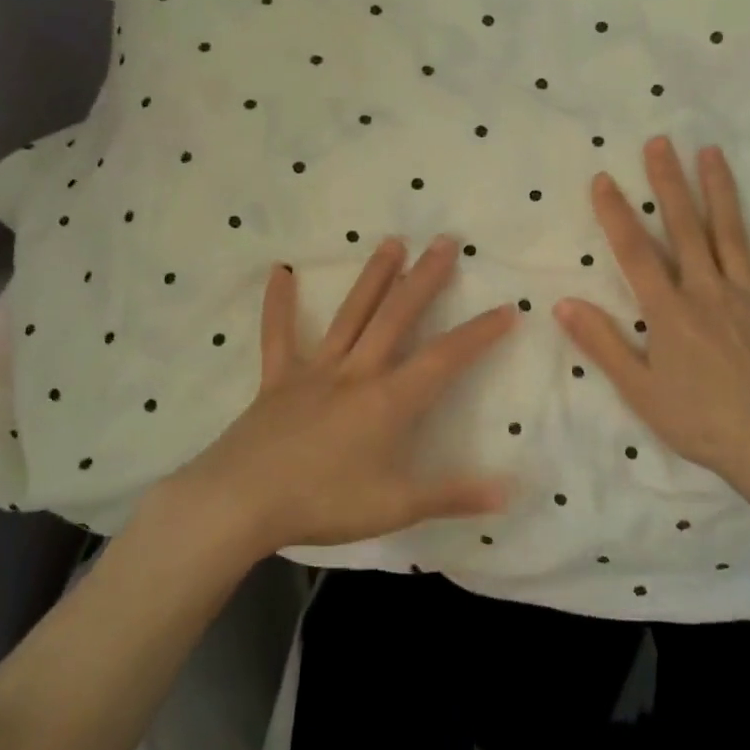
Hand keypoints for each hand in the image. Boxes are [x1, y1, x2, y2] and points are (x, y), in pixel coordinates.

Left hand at [174, 235, 515, 554]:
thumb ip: (454, 496)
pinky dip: (278, 305)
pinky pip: (278, 336)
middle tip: (445, 241)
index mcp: (388, 401)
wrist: (239, 503)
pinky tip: (279, 272)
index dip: (479, 333)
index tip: (508, 308)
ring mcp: (314, 371)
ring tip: (392, 242)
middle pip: (396, 317)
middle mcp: (356, 372)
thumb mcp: (395, 508)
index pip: (445, 358)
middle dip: (425, 279)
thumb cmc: (322, 504)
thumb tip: (511, 491)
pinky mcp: (278, 379)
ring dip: (373, 277)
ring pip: (350, 315)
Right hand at [553, 138, 749, 597]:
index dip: (616, 214)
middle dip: (669, 184)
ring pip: (732, 235)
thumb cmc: (696, 420)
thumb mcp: (638, 388)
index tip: (604, 179)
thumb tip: (564, 303)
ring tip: (711, 153)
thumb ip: (602, 342)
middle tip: (661, 143)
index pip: (636, 252)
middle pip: (685, 229)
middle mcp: (708, 292)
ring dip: (720, 191)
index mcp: (669, 311)